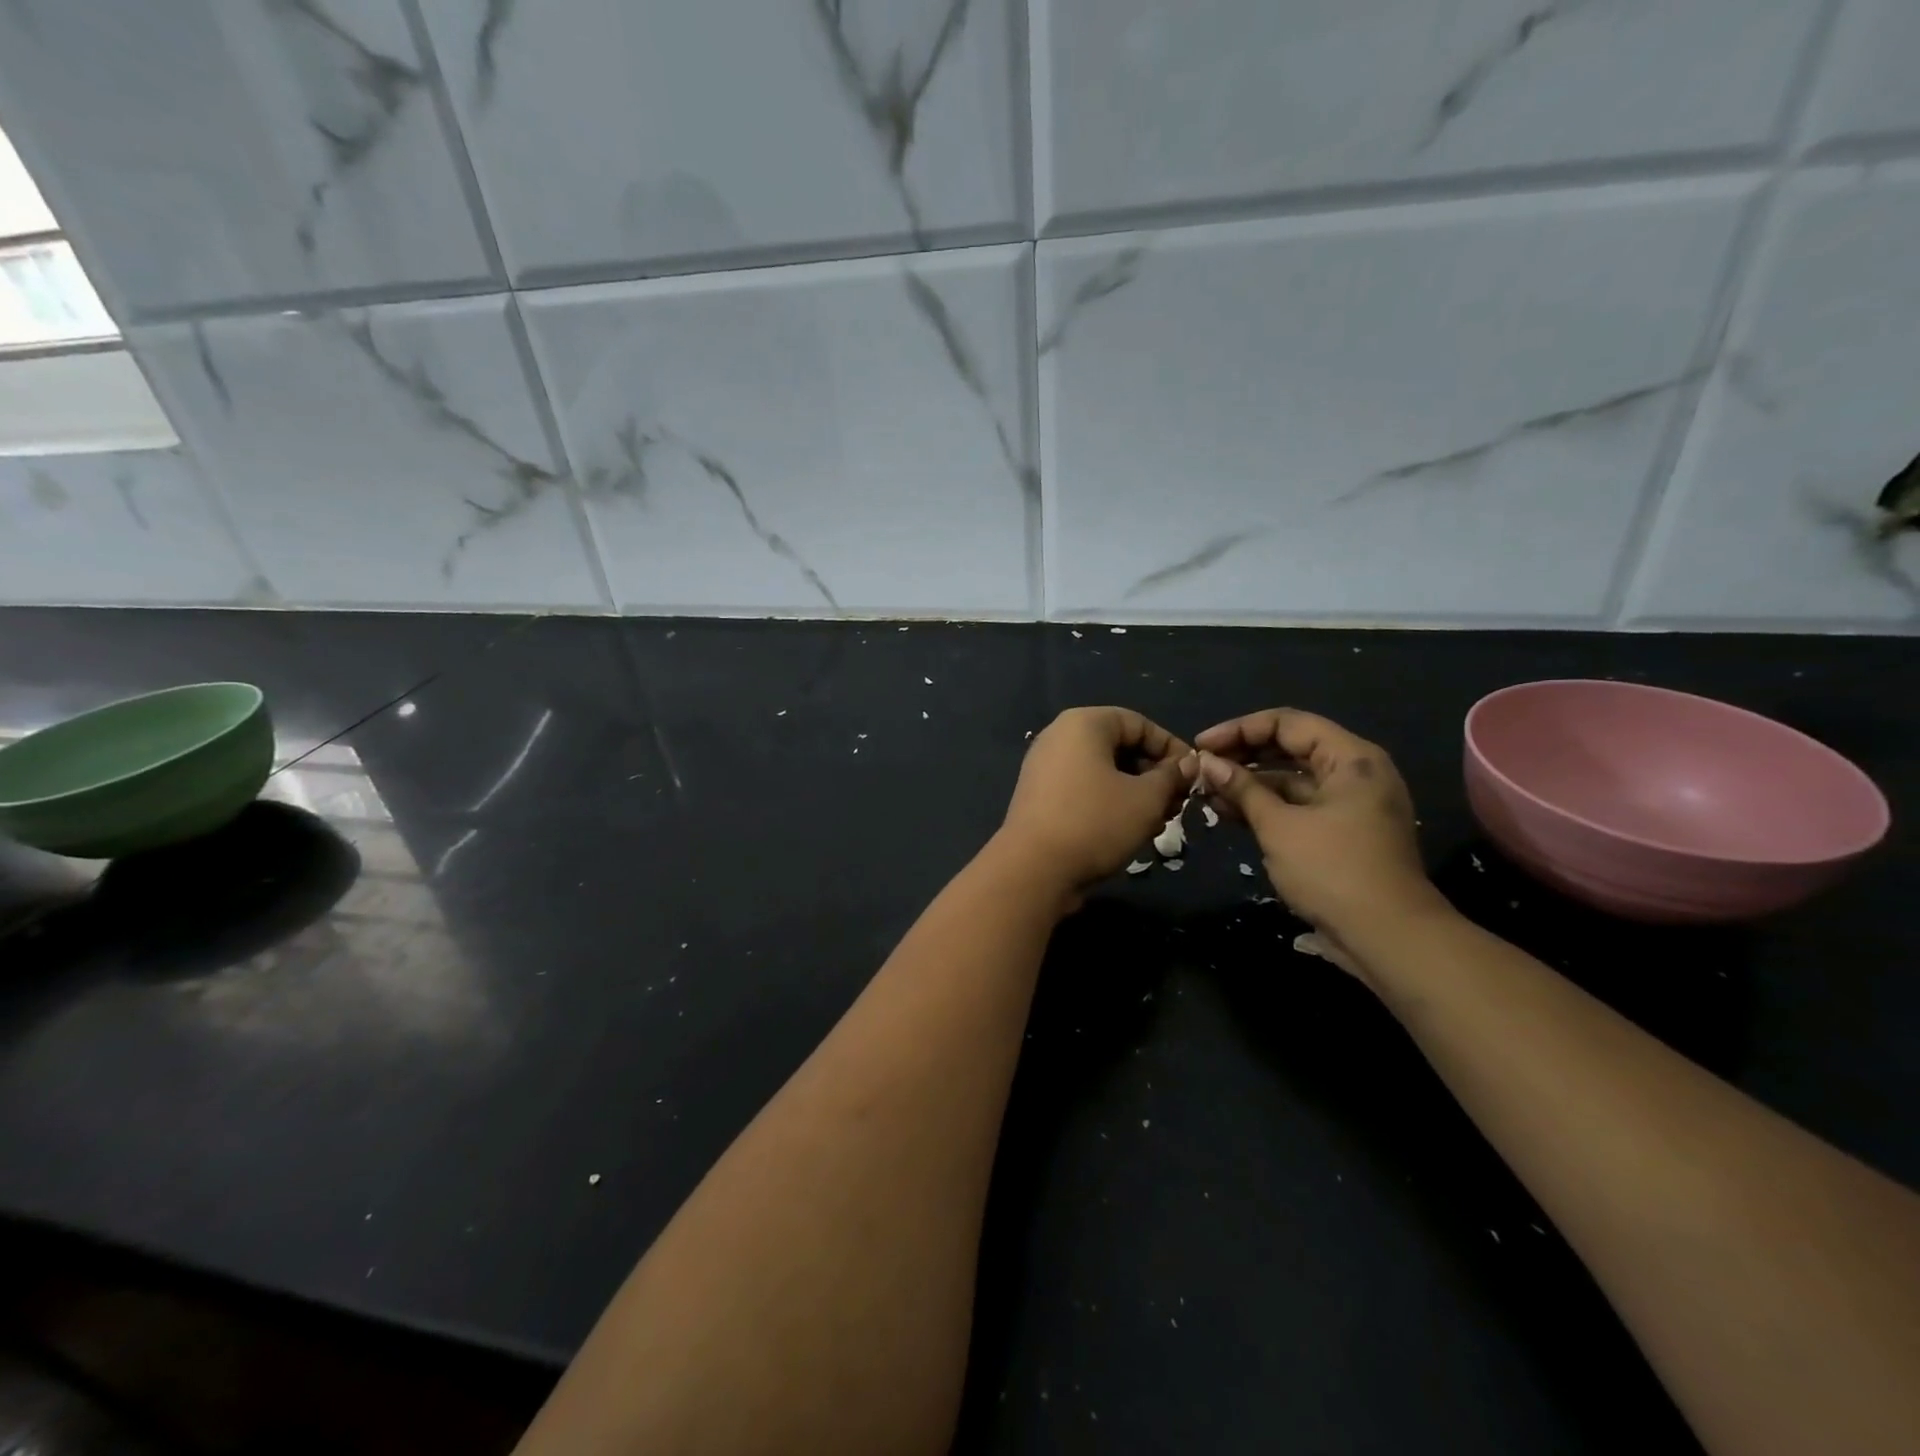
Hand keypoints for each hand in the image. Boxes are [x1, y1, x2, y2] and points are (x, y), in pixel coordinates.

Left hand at [995, 706, 1193, 897]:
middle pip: (1119, 747)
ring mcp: (1045, 768)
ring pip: (1103, 772)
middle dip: (1154, 774)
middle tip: (1177, 804)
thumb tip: (1187, 764)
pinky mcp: (1040, 797)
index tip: (1193, 777)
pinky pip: (1083, 790)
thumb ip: (1171, 776)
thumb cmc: (1095, 822)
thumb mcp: (1146, 798)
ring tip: (1158, 822)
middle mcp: (1059, 737)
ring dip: (1135, 793)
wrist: (1033, 869)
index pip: (1138, 723)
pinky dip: (1109, 804)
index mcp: (1083, 724)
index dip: (1171, 748)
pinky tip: (1129, 831)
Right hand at [1194, 708, 1442, 943]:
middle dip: (1242, 756)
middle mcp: (1354, 773)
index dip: (1239, 729)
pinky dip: (1266, 807)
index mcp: (1351, 758)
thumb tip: (1206, 762)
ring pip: (1291, 780)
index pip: (1287, 723)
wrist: (1388, 938)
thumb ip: (1242, 789)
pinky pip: (1298, 806)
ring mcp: (1349, 804)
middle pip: (1289, 748)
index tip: (1201, 746)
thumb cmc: (1333, 871)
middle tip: (1201, 768)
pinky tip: (1228, 814)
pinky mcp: (1341, 832)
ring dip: (1249, 784)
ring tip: (1206, 793)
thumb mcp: (1279, 826)